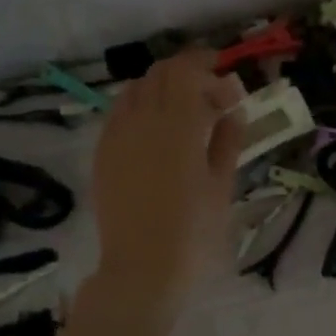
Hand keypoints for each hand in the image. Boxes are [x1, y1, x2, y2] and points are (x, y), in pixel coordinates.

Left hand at [89, 50, 243, 313]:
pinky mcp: (102, 151)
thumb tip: (233, 110)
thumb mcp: (222, 184)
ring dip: (163, 87)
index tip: (231, 86)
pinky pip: (119, 111)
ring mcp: (117, 134)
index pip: (188, 71)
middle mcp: (143, 119)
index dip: (209, 66)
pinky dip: (141, 106)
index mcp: (178, 125)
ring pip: (136, 88)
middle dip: (189, 73)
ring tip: (185, 110)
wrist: (142, 269)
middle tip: (213, 96)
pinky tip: (156, 129)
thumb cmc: (194, 231)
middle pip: (161, 73)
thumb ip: (228, 140)